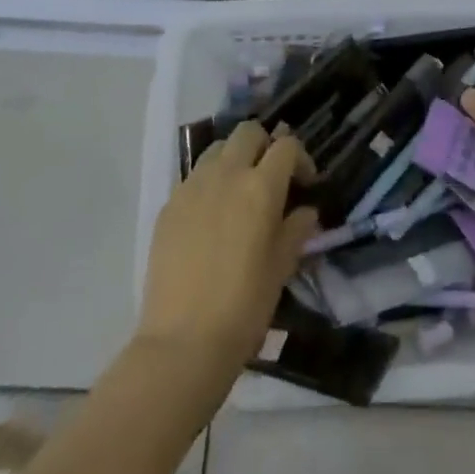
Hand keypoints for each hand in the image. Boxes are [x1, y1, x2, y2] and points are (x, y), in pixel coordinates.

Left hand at [137, 120, 318, 373]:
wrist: (182, 341)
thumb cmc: (244, 306)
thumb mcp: (282, 268)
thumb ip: (296, 229)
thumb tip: (305, 211)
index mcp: (260, 187)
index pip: (286, 146)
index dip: (301, 159)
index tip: (305, 184)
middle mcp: (226, 174)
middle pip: (248, 132)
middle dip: (265, 145)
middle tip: (271, 177)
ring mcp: (192, 186)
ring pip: (218, 148)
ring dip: (235, 158)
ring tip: (239, 191)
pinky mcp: (169, 204)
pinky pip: (194, 176)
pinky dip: (209, 182)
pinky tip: (211, 216)